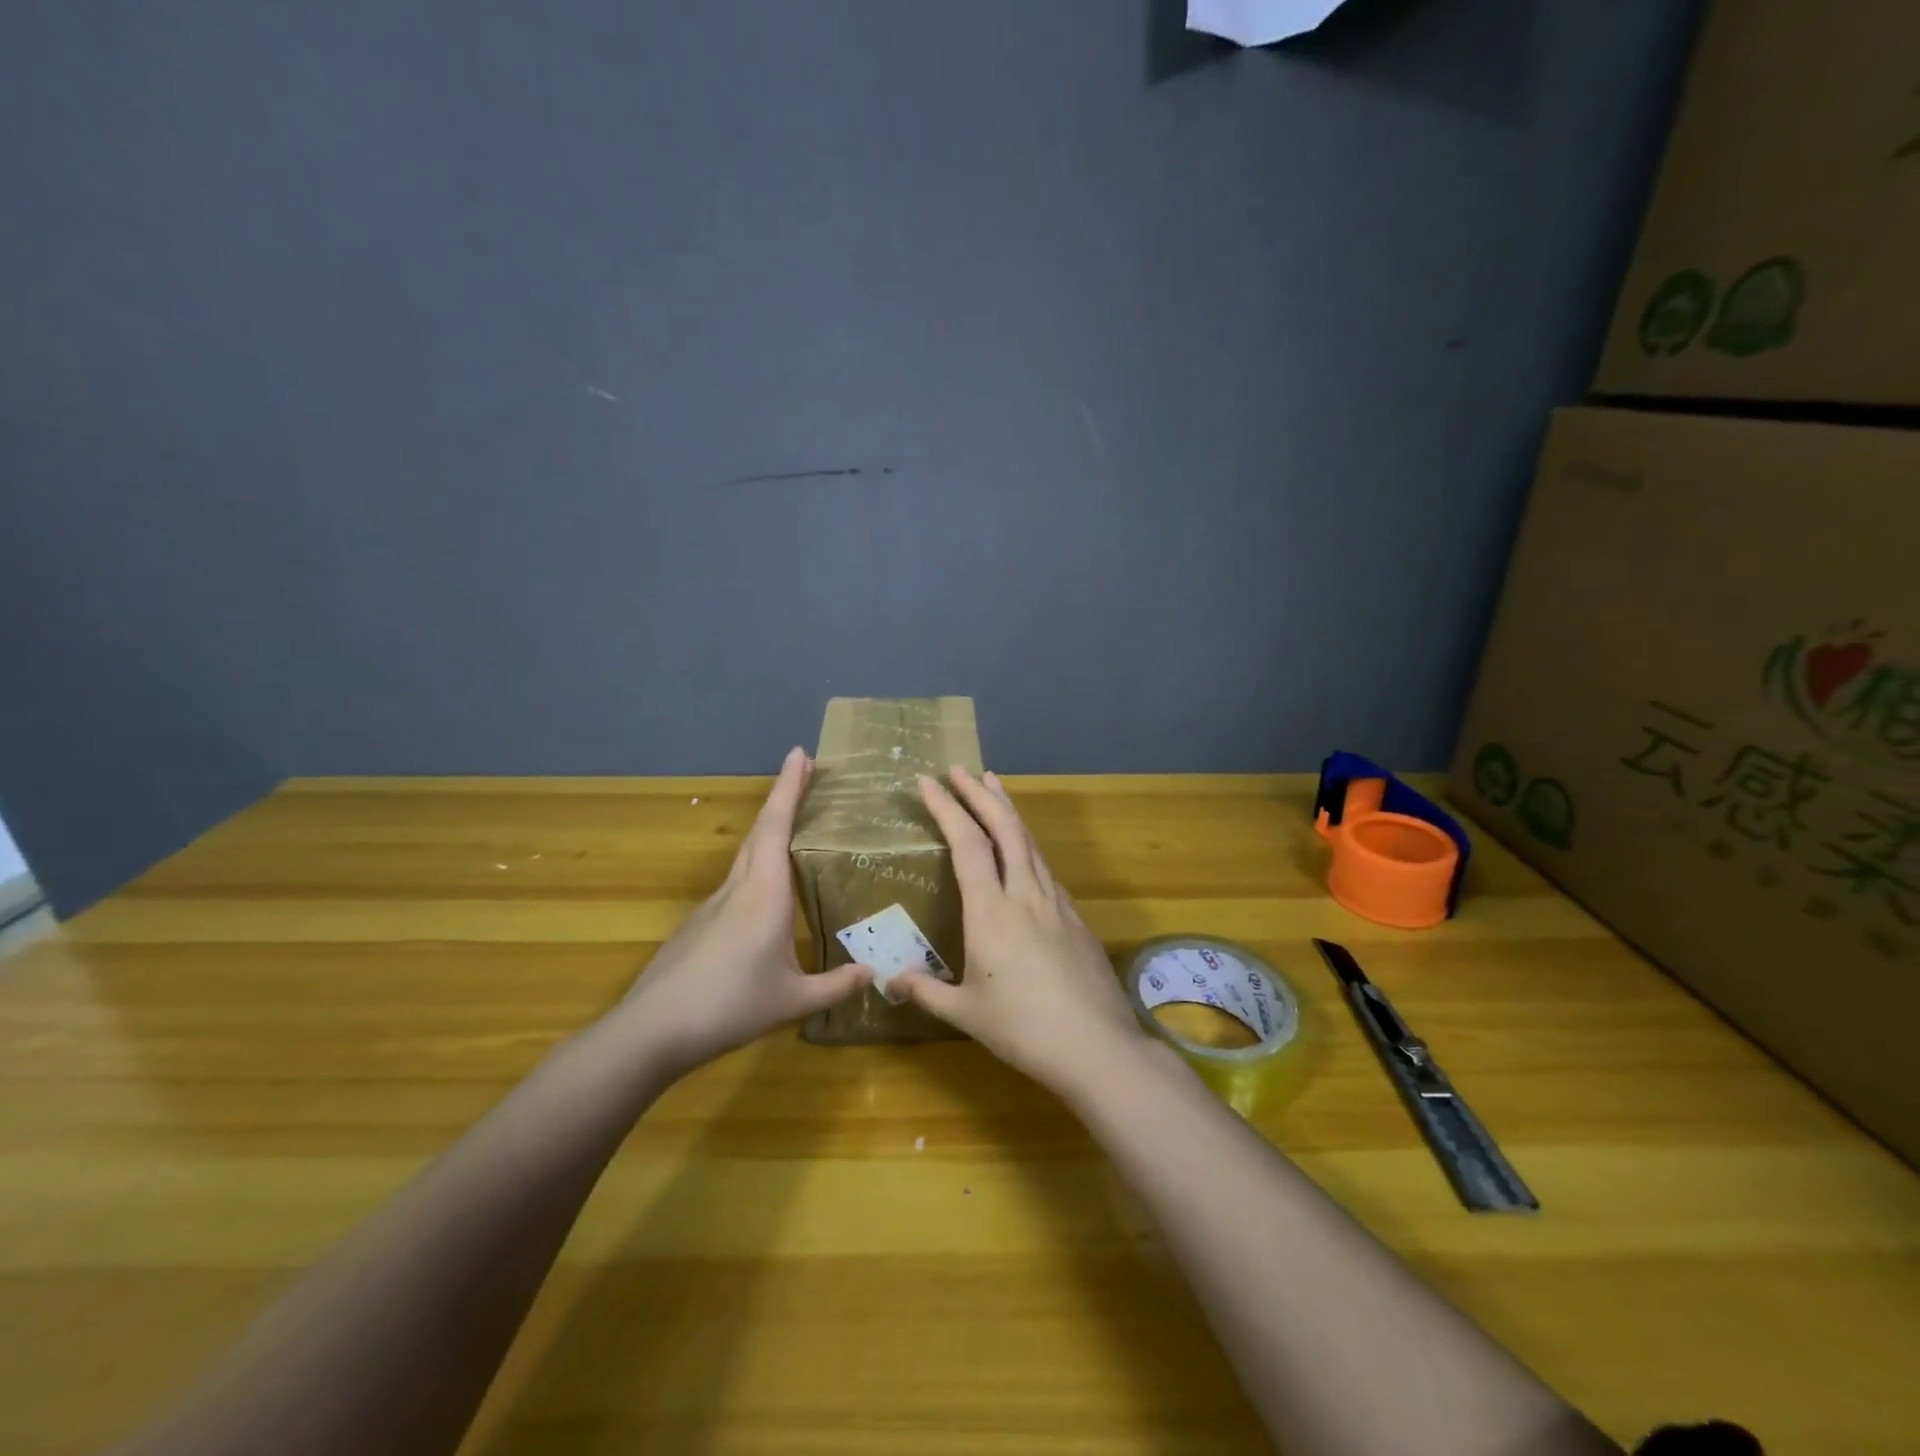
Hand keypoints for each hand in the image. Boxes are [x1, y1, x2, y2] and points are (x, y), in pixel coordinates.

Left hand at [616, 747, 871, 1076]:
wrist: (651, 1031)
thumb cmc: (729, 1007)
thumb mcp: (792, 1002)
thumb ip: (835, 986)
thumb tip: (874, 973)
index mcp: (763, 894)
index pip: (776, 827)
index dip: (789, 787)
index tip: (801, 754)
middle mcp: (737, 889)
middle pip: (760, 830)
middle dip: (783, 796)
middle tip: (807, 773)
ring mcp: (713, 906)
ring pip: (746, 854)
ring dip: (769, 828)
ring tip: (794, 823)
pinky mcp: (699, 925)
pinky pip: (735, 880)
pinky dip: (757, 862)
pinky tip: (767, 889)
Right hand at [886, 766, 1152, 1096]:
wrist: (1097, 1047)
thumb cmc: (1023, 1029)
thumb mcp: (966, 1014)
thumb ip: (926, 993)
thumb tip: (890, 982)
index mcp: (991, 911)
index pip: (966, 843)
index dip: (946, 807)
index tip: (927, 782)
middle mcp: (1025, 894)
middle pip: (1005, 827)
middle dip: (980, 793)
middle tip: (961, 769)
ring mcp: (1056, 902)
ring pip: (1030, 841)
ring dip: (1008, 810)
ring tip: (994, 787)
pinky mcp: (1076, 916)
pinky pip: (1045, 866)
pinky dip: (1027, 844)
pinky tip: (1024, 851)